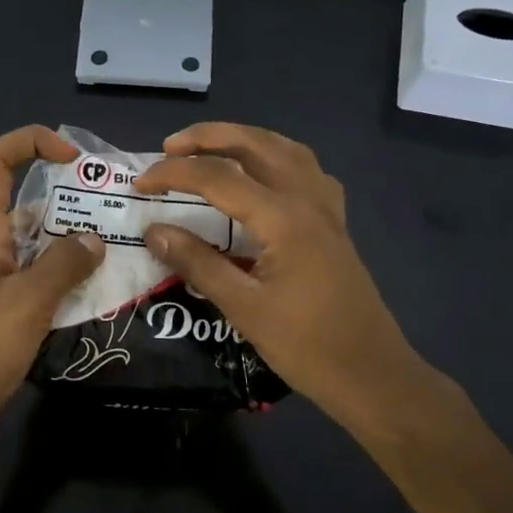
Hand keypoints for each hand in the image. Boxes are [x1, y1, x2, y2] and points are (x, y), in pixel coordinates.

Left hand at [0, 126, 105, 464]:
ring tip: (121, 247)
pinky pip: (42, 279)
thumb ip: (63, 265)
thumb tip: (94, 238)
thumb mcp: (26, 302)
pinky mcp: (6, 307)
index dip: (30, 142)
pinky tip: (102, 289)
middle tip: (117, 209)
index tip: (72, 157)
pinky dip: (69, 277)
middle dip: (71, 197)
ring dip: (76, 242)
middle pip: (28, 201)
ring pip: (40, 243)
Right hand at [133, 123, 469, 440]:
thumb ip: (197, 262)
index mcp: (283, 219)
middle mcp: (307, 200)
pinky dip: (276, 159)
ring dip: (244, 139)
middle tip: (170, 146)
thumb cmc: (306, 347)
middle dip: (209, 137)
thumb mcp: (243, 308)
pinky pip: (306, 171)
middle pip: (255, 144)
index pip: (217, 177)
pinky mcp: (335, 224)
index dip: (173, 174)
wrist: (372, 375)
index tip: (140, 184)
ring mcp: (326, 210)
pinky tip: (263, 177)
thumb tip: (153, 231)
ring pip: (285, 149)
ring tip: (210, 149)